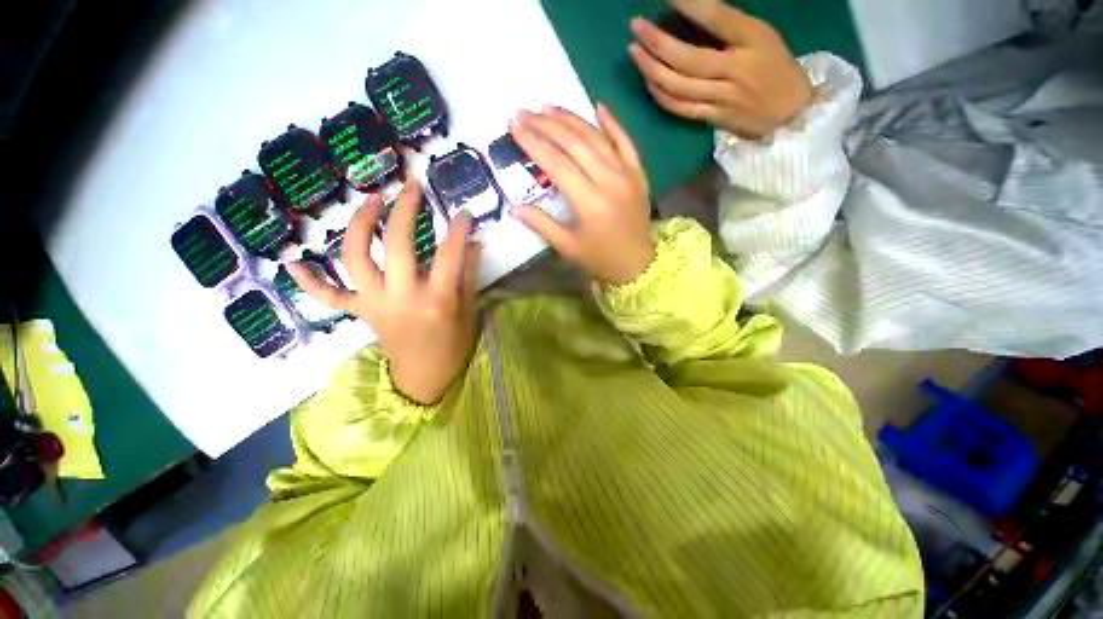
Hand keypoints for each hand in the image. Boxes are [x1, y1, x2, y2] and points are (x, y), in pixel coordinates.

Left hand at [289, 181, 480, 404]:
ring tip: (371, 201)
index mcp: (437, 300)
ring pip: (355, 258)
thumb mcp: (468, 309)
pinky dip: (309, 280)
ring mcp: (375, 304)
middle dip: (404, 210)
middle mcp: (402, 298)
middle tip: (412, 186)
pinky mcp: (360, 311)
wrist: (425, 376)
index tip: (462, 211)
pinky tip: (292, 261)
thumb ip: (469, 273)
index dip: (456, 229)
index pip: (448, 255)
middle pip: (397, 245)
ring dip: (359, 224)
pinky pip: (329, 296)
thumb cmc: (453, 343)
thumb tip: (471, 241)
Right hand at [509, 105, 654, 285]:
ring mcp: (627, 173)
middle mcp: (609, 180)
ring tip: (547, 107)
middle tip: (524, 112)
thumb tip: (513, 207)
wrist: (638, 264)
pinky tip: (597, 105)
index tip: (514, 125)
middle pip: (574, 143)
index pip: (556, 163)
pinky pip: (625, 141)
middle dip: (546, 125)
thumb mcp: (567, 247)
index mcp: (589, 202)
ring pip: (596, 137)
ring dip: (571, 118)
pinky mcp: (638, 173)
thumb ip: (541, 224)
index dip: (533, 142)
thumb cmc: (600, 259)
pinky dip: (612, 122)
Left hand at [628, 5, 812, 138]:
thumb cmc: (776, 68)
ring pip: (679, 86)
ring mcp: (722, 98)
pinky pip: (680, 108)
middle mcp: (735, 70)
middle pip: (687, 58)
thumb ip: (727, 28)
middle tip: (635, 27)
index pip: (715, 17)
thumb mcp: (760, 37)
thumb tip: (690, 13)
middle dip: (657, 42)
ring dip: (652, 70)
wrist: (790, 113)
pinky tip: (648, 83)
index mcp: (752, 40)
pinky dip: (661, 96)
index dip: (687, 4)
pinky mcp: (713, 119)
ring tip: (635, 53)